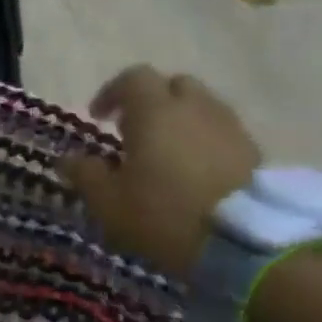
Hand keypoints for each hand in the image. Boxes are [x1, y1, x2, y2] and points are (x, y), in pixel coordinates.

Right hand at [59, 66, 260, 276]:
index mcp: (155, 112)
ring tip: (164, 152)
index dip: (112, 93)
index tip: (98, 118)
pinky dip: (204, 140)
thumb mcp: (108, 201)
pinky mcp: (254, 152)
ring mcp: (230, 128)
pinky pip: (222, 132)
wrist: (243, 242)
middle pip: (173, 85)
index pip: (133, 78)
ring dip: (180, 120)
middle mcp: (195, 108)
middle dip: (152, 101)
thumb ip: (85, 174)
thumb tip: (67, 159)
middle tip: (134, 130)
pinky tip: (193, 171)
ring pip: (202, 106)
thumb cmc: (163, 214)